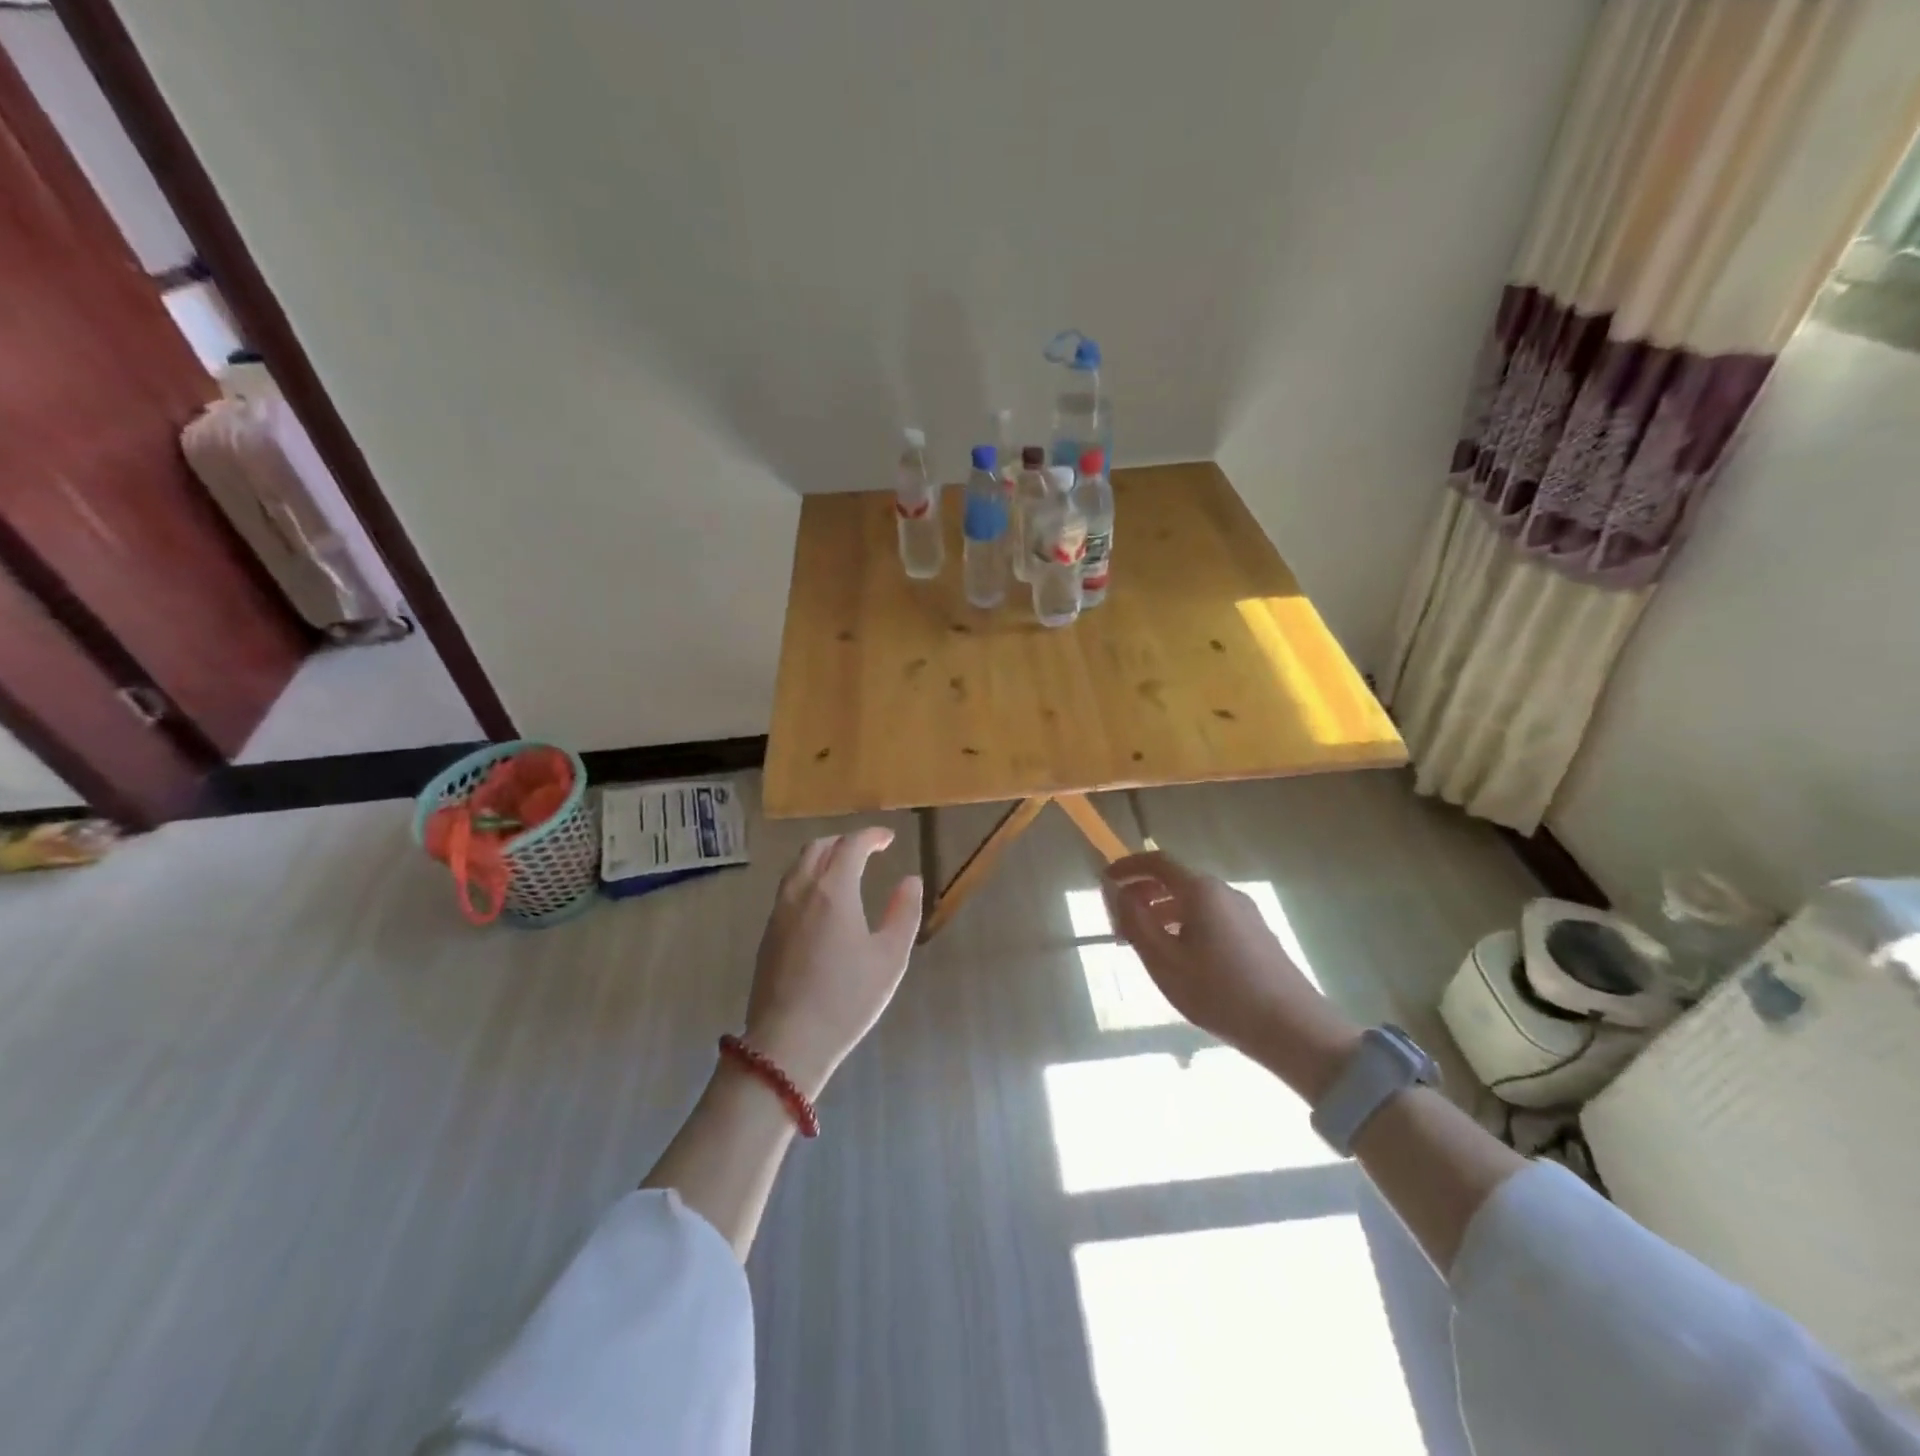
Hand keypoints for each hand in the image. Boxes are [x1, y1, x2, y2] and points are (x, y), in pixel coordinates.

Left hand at [743, 828, 922, 1099]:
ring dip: (822, 857)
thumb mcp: (890, 958)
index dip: (871, 836)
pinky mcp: (768, 933)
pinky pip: (788, 887)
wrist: (788, 1042)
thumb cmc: (847, 998)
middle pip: (818, 848)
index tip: (888, 838)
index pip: (851, 845)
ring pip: (798, 866)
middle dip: (844, 841)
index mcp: (833, 890)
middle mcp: (801, 891)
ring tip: (844, 869)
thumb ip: (904, 913)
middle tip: (867, 849)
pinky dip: (808, 877)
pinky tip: (821, 902)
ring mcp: (779, 911)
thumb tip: (910, 881)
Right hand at [1103, 851, 1357, 1096]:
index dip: (1128, 866)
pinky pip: (1211, 917)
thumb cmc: (1220, 993)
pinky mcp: (1257, 934)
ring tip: (1144, 944)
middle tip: (1119, 921)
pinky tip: (1180, 957)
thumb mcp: (1164, 961)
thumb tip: (1119, 893)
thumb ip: (1135, 922)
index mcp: (1201, 891)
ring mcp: (1245, 912)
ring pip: (1193, 902)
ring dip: (1162, 912)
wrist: (1294, 1029)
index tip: (1105, 880)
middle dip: (1143, 894)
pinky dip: (1185, 924)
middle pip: (1175, 880)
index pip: (1157, 862)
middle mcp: (1224, 892)